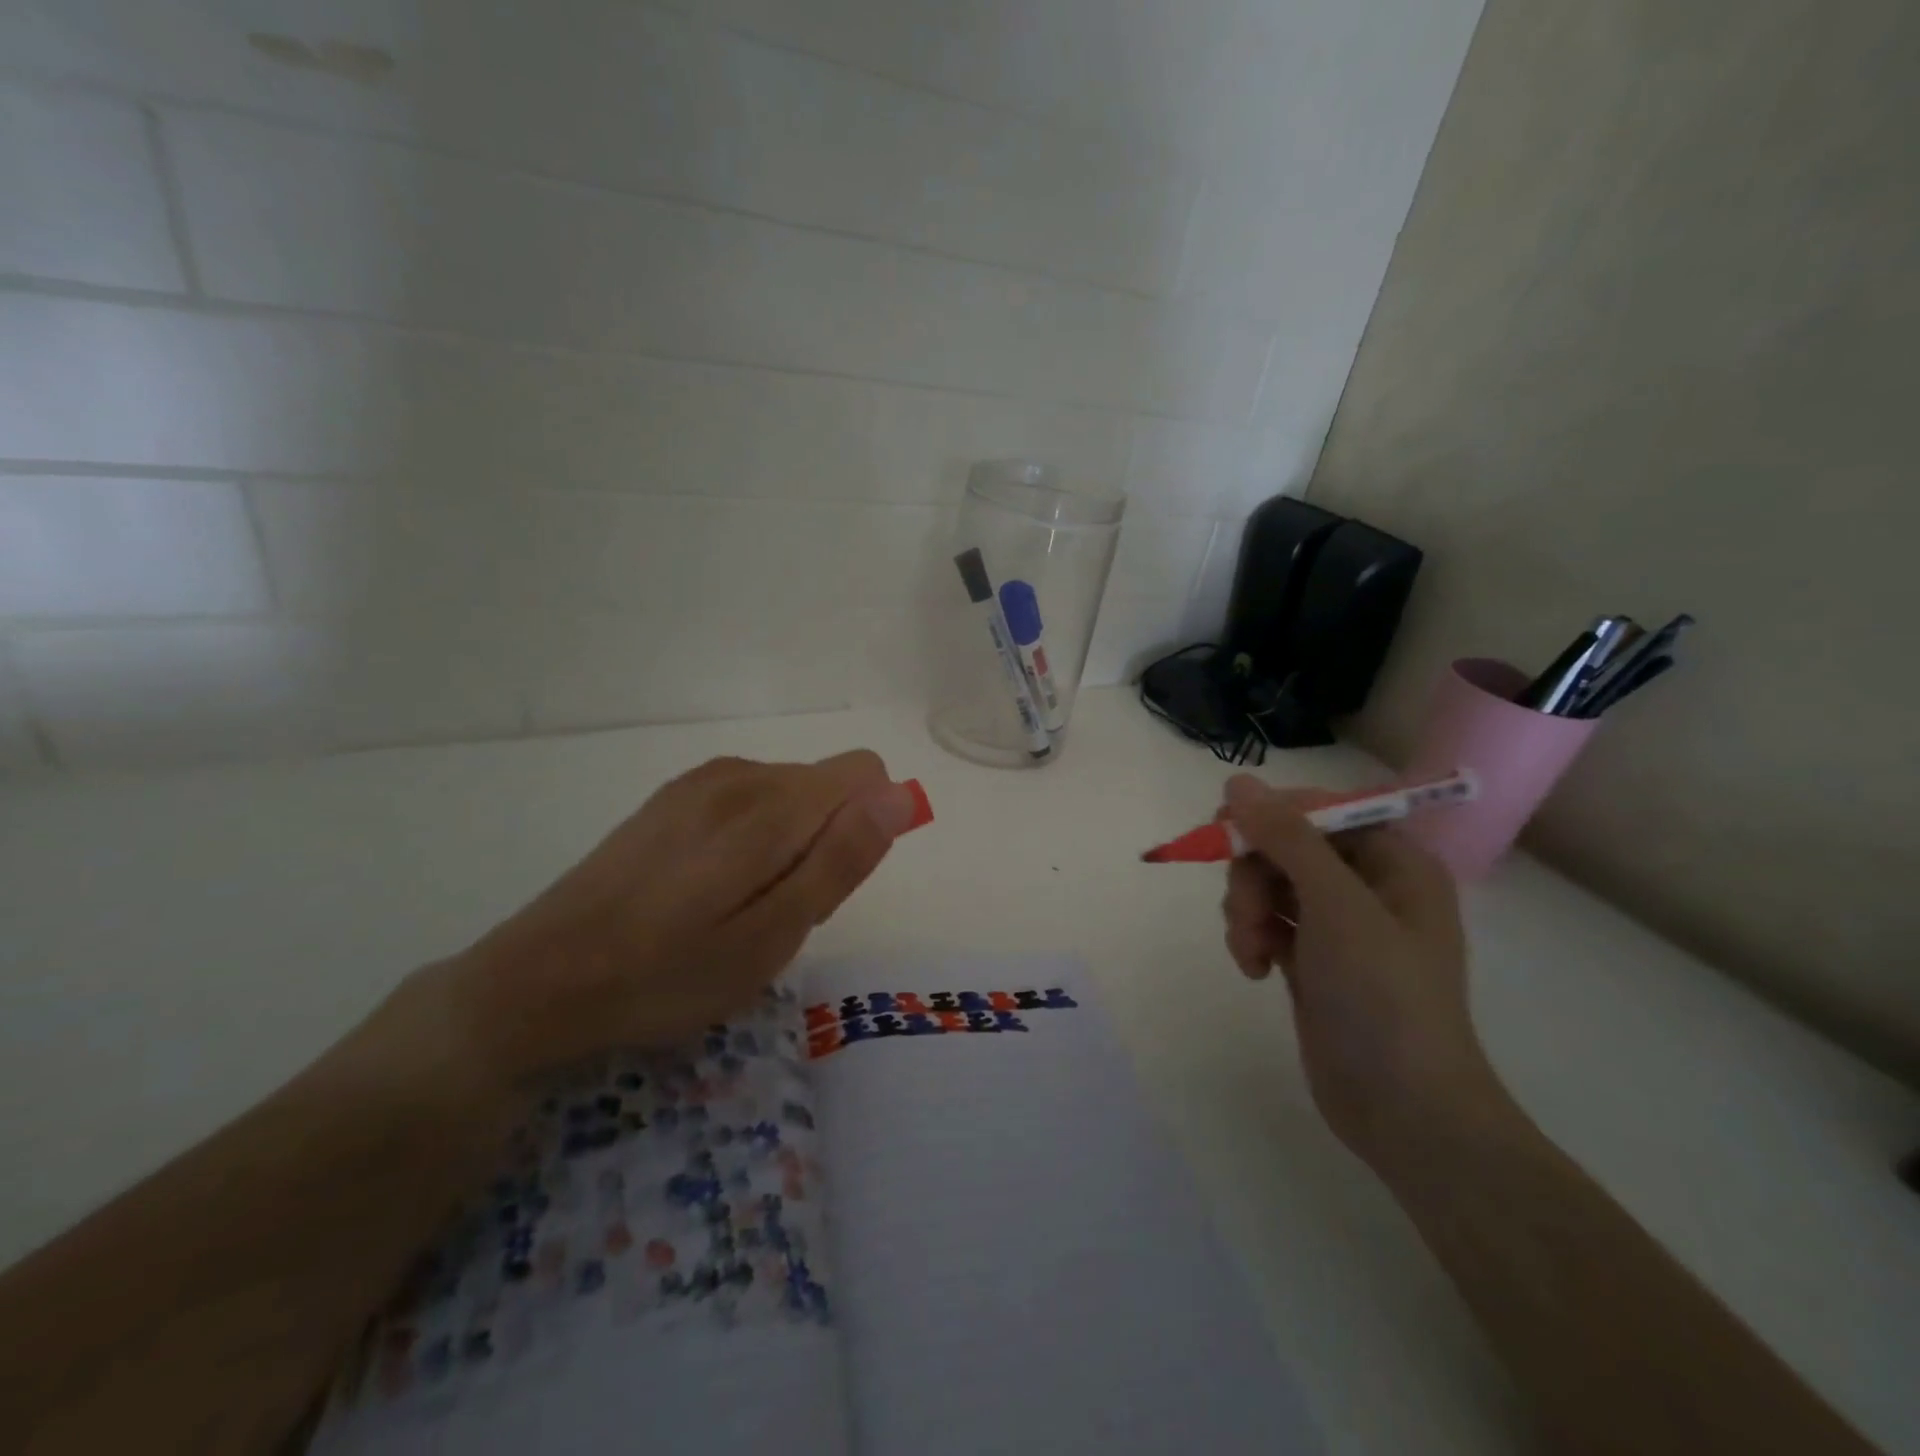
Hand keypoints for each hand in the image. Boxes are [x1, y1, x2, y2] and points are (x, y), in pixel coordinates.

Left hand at [411, 751, 915, 1091]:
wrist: (538, 982)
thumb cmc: (667, 973)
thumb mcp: (772, 936)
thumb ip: (841, 859)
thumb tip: (898, 793)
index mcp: (770, 805)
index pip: (865, 772)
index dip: (867, 827)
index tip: (827, 884)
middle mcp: (738, 774)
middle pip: (826, 786)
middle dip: (826, 842)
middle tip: (777, 914)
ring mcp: (698, 783)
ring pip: (787, 796)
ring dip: (789, 845)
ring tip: (738, 911)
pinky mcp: (671, 798)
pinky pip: (746, 801)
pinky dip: (751, 840)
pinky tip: (705, 893)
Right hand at [1219, 775, 1504, 1166]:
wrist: (1404, 1109)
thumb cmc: (1383, 995)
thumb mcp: (1335, 906)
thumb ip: (1286, 838)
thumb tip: (1237, 783)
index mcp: (1394, 862)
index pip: (1321, 809)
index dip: (1272, 815)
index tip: (1226, 831)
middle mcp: (1368, 886)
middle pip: (1286, 847)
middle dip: (1254, 876)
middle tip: (1246, 912)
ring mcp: (1339, 926)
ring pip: (1269, 885)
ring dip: (1246, 910)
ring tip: (1250, 950)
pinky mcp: (1313, 960)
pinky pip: (1267, 922)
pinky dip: (1252, 938)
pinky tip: (1254, 969)